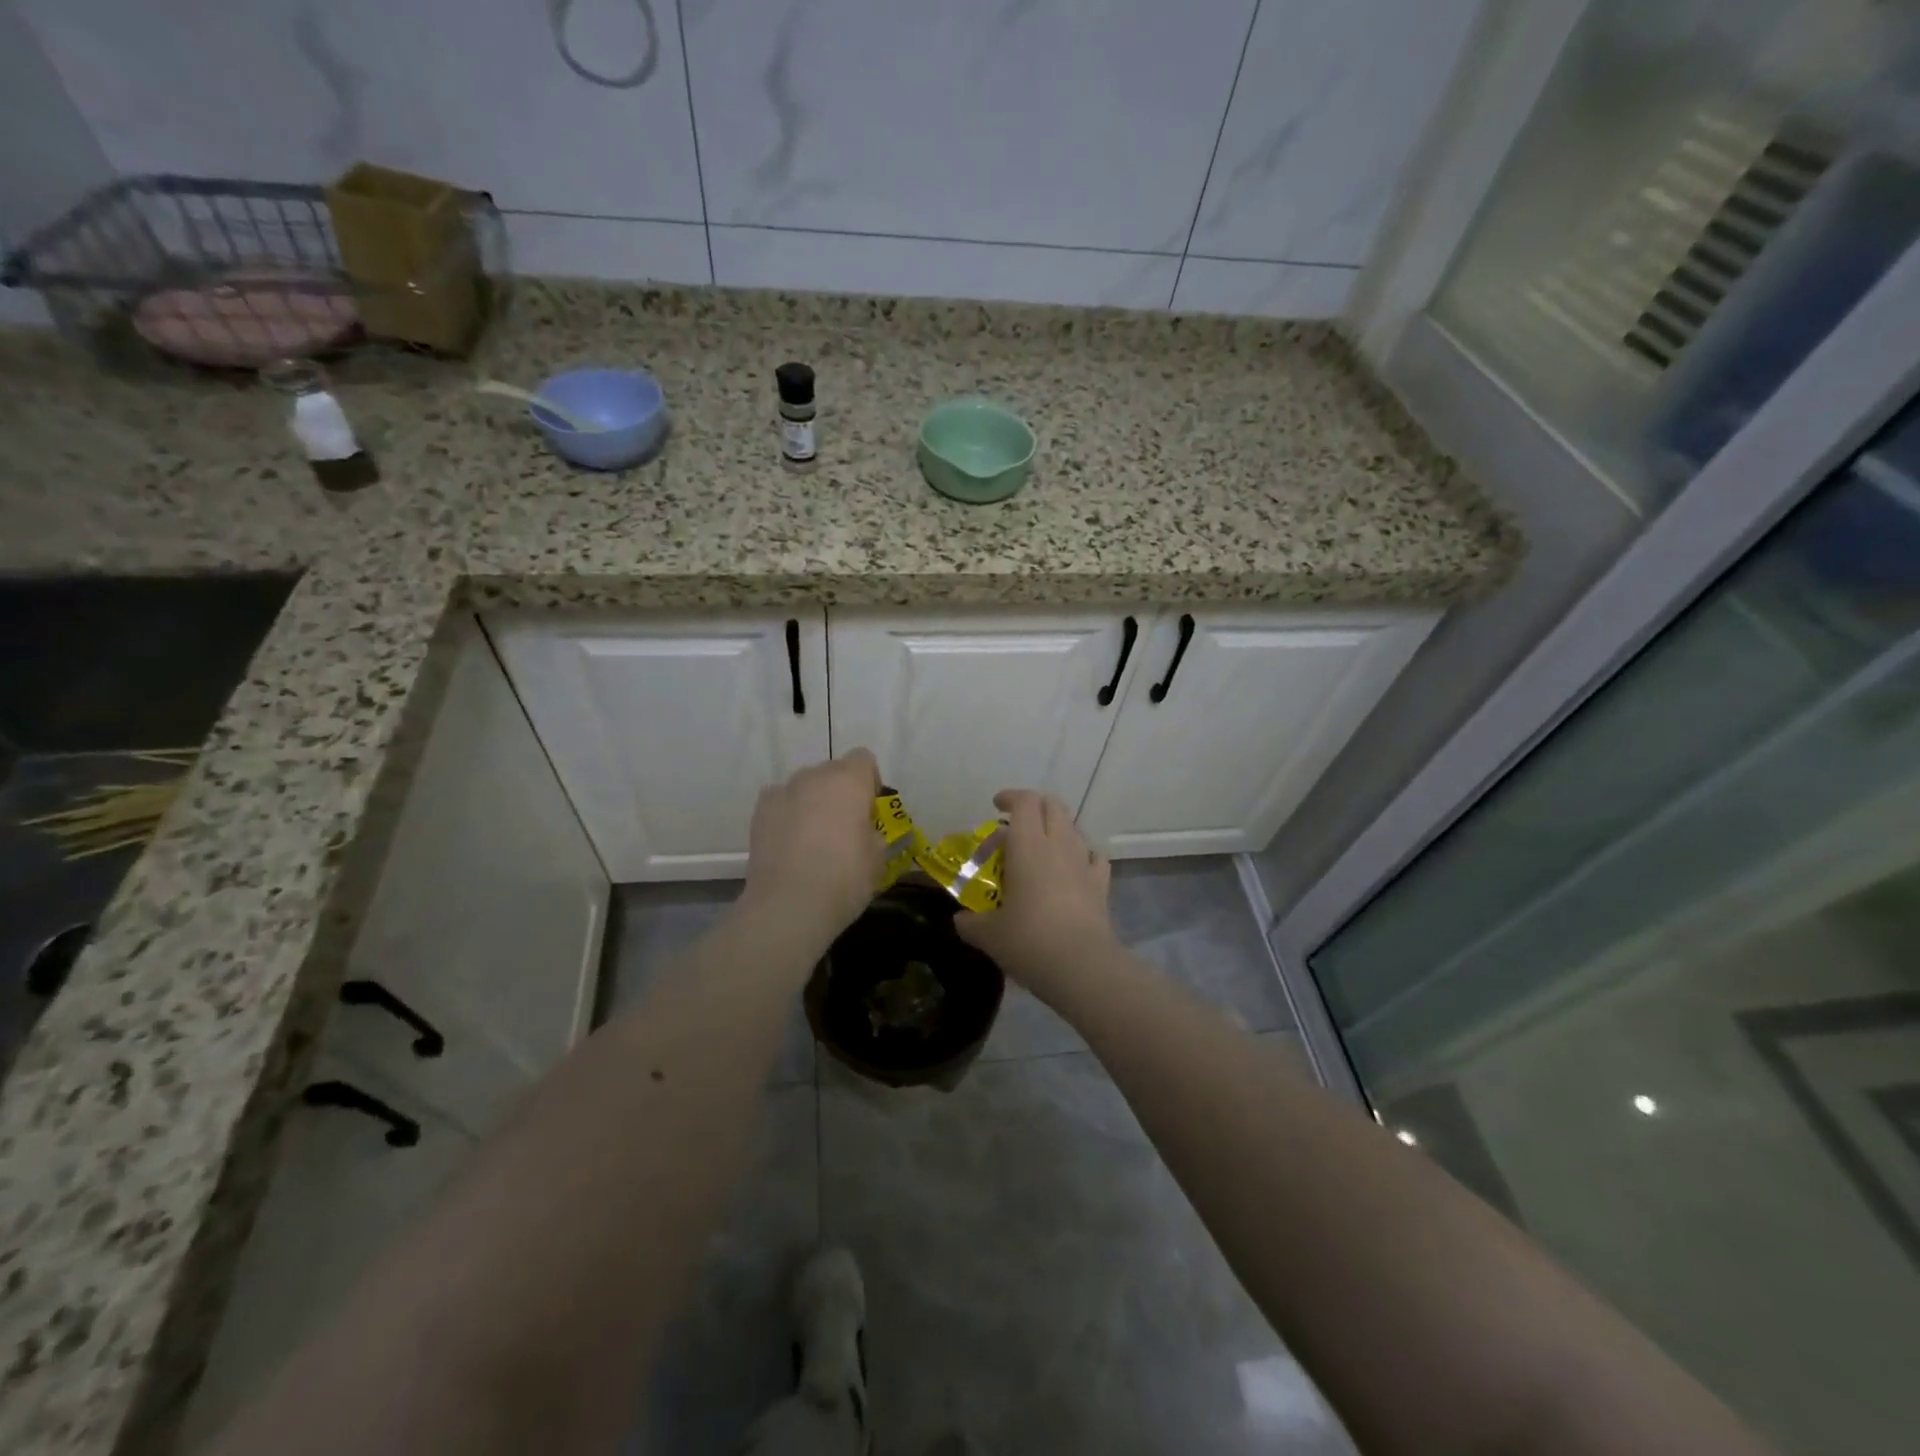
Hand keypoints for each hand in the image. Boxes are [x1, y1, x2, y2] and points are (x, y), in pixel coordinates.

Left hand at [739, 748, 884, 949]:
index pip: (863, 759)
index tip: (869, 811)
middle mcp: (815, 776)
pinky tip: (789, 842)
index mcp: (849, 780)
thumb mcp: (878, 857)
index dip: (869, 782)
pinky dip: (787, 814)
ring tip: (813, 838)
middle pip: (833, 771)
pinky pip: (781, 801)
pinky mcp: (760, 811)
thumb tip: (866, 831)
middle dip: (840, 792)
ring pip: (805, 786)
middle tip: (843, 828)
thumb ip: (874, 832)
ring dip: (812, 802)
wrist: (789, 905)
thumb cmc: (844, 878)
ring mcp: (783, 791)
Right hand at [956, 790, 1117, 998]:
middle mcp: (1059, 845)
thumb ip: (971, 923)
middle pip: (1053, 806)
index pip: (1024, 802)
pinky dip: (1080, 856)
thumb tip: (960, 920)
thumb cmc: (1029, 941)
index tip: (996, 807)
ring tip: (1040, 851)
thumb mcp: (988, 935)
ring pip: (1073, 828)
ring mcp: (1084, 863)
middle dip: (1034, 808)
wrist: (1082, 967)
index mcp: (1028, 846)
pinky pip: (1093, 858)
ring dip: (1056, 830)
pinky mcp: (1101, 885)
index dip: (1010, 798)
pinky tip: (1072, 872)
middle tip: (1015, 827)